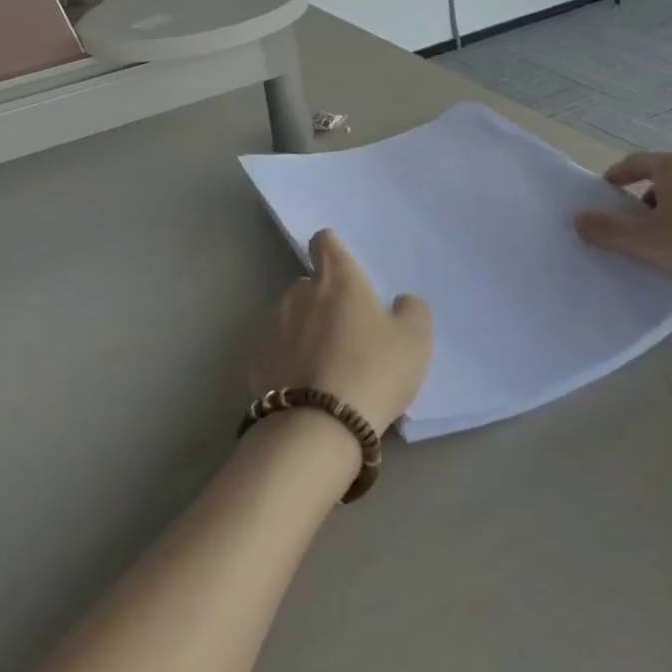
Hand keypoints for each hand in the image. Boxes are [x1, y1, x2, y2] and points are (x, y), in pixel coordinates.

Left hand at [250, 230, 433, 432]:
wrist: (318, 429)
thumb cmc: (373, 371)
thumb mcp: (415, 340)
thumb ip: (411, 310)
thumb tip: (400, 302)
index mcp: (338, 279)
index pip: (325, 241)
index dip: (333, 251)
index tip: (344, 271)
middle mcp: (299, 292)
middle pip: (308, 284)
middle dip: (322, 300)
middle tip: (345, 332)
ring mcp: (272, 326)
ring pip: (290, 317)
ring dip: (303, 331)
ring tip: (324, 366)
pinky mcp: (255, 361)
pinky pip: (276, 351)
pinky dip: (287, 361)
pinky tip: (304, 388)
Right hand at [573, 151, 671, 291]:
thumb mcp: (644, 242)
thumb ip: (608, 231)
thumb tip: (578, 219)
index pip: (634, 163)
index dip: (615, 177)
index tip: (605, 194)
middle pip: (662, 177)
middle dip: (644, 199)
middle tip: (633, 225)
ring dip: (671, 211)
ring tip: (665, 240)